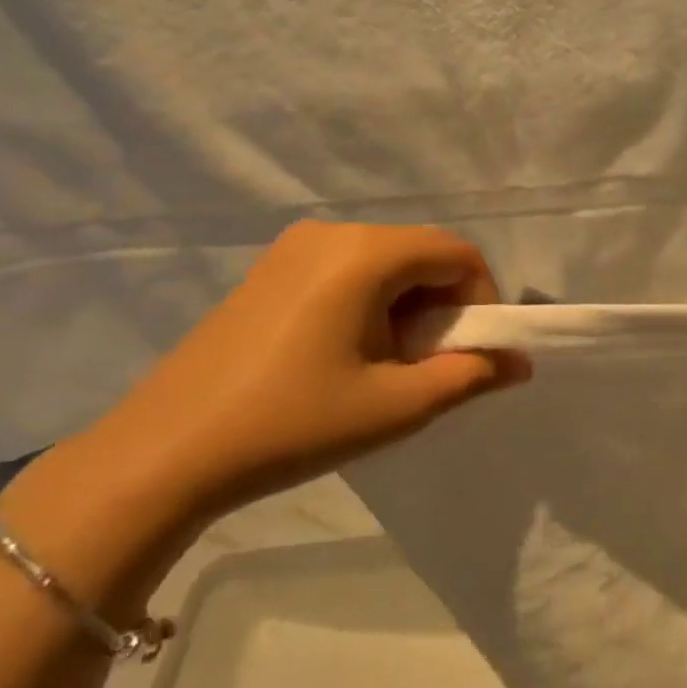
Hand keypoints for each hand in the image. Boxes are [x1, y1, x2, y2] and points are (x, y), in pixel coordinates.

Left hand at [37, 221, 528, 536]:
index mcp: (365, 254)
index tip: (473, 352)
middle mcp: (331, 233)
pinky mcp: (269, 271)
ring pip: (387, 263)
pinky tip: (347, 355)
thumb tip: (522, 362)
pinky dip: (372, 303)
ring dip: (410, 306)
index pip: (458, 254)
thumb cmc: (293, 424)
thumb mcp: (398, 406)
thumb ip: (471, 375)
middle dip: (446, 305)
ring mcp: (292, 249)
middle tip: (431, 364)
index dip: (483, 300)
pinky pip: (347, 270)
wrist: (164, 454)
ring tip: (389, 365)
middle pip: (422, 253)